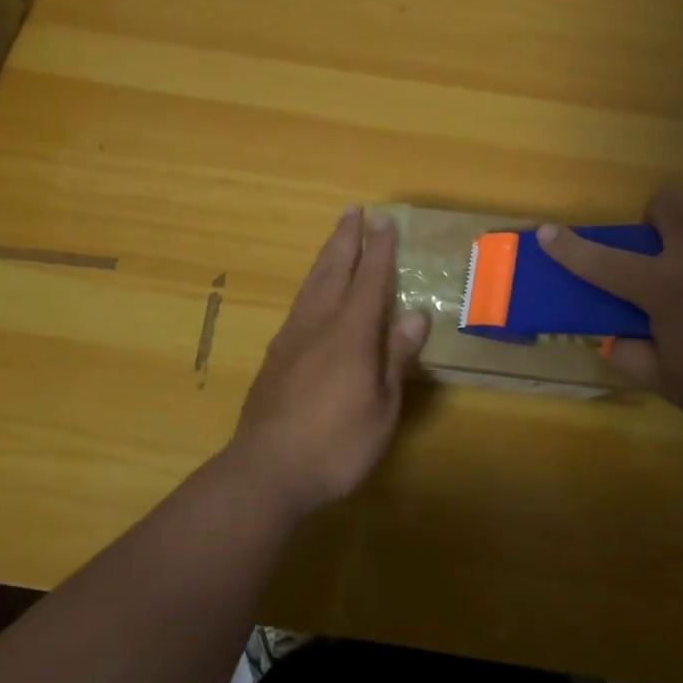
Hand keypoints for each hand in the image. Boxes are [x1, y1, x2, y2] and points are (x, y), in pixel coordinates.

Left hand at [228, 208, 429, 517]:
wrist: (266, 472)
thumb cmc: (337, 444)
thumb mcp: (382, 406)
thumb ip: (396, 357)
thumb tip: (416, 313)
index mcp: (350, 332)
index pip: (370, 279)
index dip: (379, 249)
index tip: (385, 221)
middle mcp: (319, 324)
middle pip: (334, 270)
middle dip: (346, 239)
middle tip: (353, 211)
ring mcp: (291, 339)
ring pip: (312, 284)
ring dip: (326, 257)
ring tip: (335, 239)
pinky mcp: (275, 357)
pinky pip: (299, 305)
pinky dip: (312, 286)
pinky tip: (312, 295)